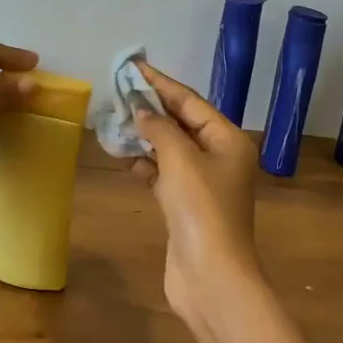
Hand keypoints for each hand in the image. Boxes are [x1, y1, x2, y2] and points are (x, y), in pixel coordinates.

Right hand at [128, 63, 263, 327]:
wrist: (211, 276)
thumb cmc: (201, 209)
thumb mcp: (180, 159)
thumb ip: (158, 128)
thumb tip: (142, 111)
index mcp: (228, 140)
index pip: (190, 101)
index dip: (161, 83)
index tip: (134, 66)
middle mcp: (219, 157)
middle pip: (181, 122)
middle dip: (151, 107)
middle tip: (119, 90)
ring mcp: (202, 183)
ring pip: (169, 148)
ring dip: (144, 134)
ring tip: (114, 118)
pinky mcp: (185, 205)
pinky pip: (163, 172)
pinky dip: (144, 162)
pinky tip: (121, 154)